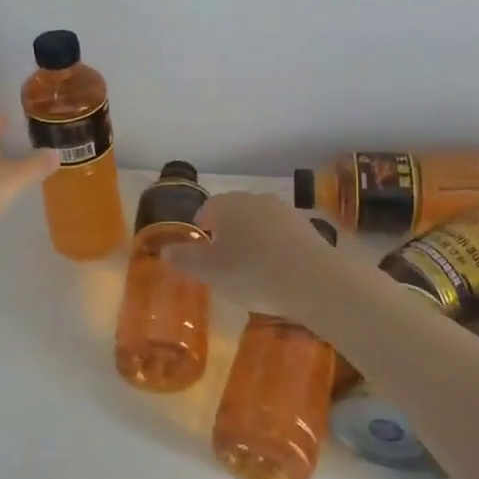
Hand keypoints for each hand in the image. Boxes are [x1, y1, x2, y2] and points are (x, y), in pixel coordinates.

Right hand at [164, 192, 338, 318]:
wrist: (312, 279)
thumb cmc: (251, 272)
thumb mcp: (209, 272)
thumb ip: (185, 260)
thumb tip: (165, 251)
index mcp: (228, 204)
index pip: (208, 208)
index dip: (201, 226)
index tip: (200, 246)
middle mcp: (257, 200)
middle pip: (236, 212)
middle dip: (228, 231)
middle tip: (223, 259)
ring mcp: (286, 212)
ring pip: (261, 222)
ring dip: (254, 239)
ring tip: (252, 268)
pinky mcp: (309, 228)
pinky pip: (283, 236)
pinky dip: (276, 249)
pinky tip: (278, 272)